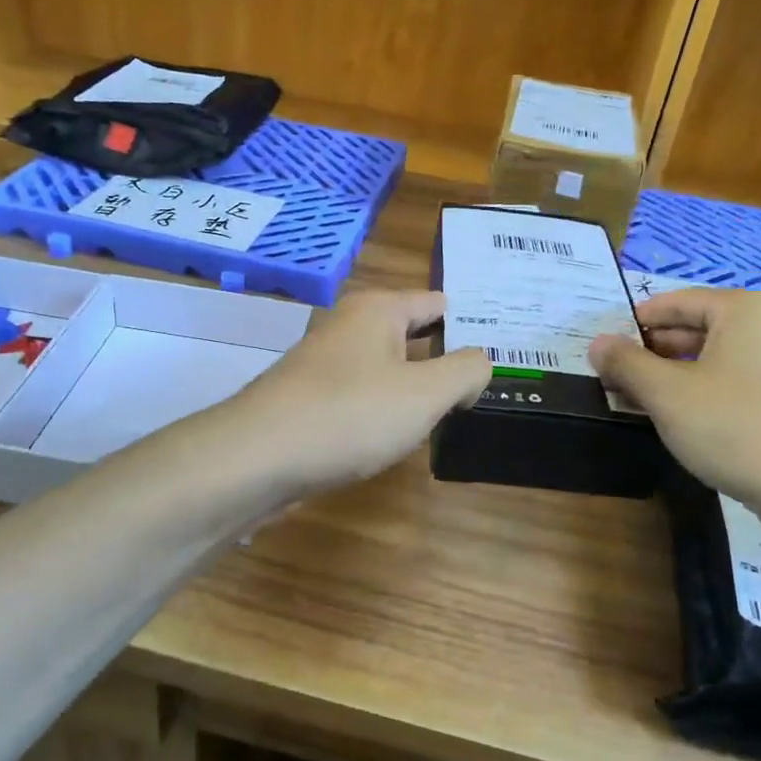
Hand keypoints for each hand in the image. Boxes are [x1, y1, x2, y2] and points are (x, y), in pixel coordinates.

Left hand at [223, 290, 490, 496]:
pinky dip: (383, 410)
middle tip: (487, 382)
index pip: (437, 302)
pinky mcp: (309, 400)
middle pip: (411, 334)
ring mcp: (324, 364)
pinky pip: (360, 396)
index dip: (471, 323)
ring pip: (385, 368)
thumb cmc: (349, 414)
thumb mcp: (425, 393)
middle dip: (445, 356)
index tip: (504, 348)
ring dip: (414, 387)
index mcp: (378, 310)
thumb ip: (465, 371)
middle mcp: (348, 327)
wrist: (257, 458)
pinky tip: (397, 435)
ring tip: (452, 411)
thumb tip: (481, 361)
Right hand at [589, 287, 760, 505]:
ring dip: (679, 378)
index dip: (634, 323)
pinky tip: (692, 426)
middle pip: (700, 330)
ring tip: (647, 404)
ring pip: (721, 361)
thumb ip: (626, 363)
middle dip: (655, 354)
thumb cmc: (737, 425)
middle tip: (618, 379)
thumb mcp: (666, 393)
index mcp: (745, 309)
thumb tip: (598, 343)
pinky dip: (710, 397)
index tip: (605, 348)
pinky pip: (743, 386)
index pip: (675, 302)